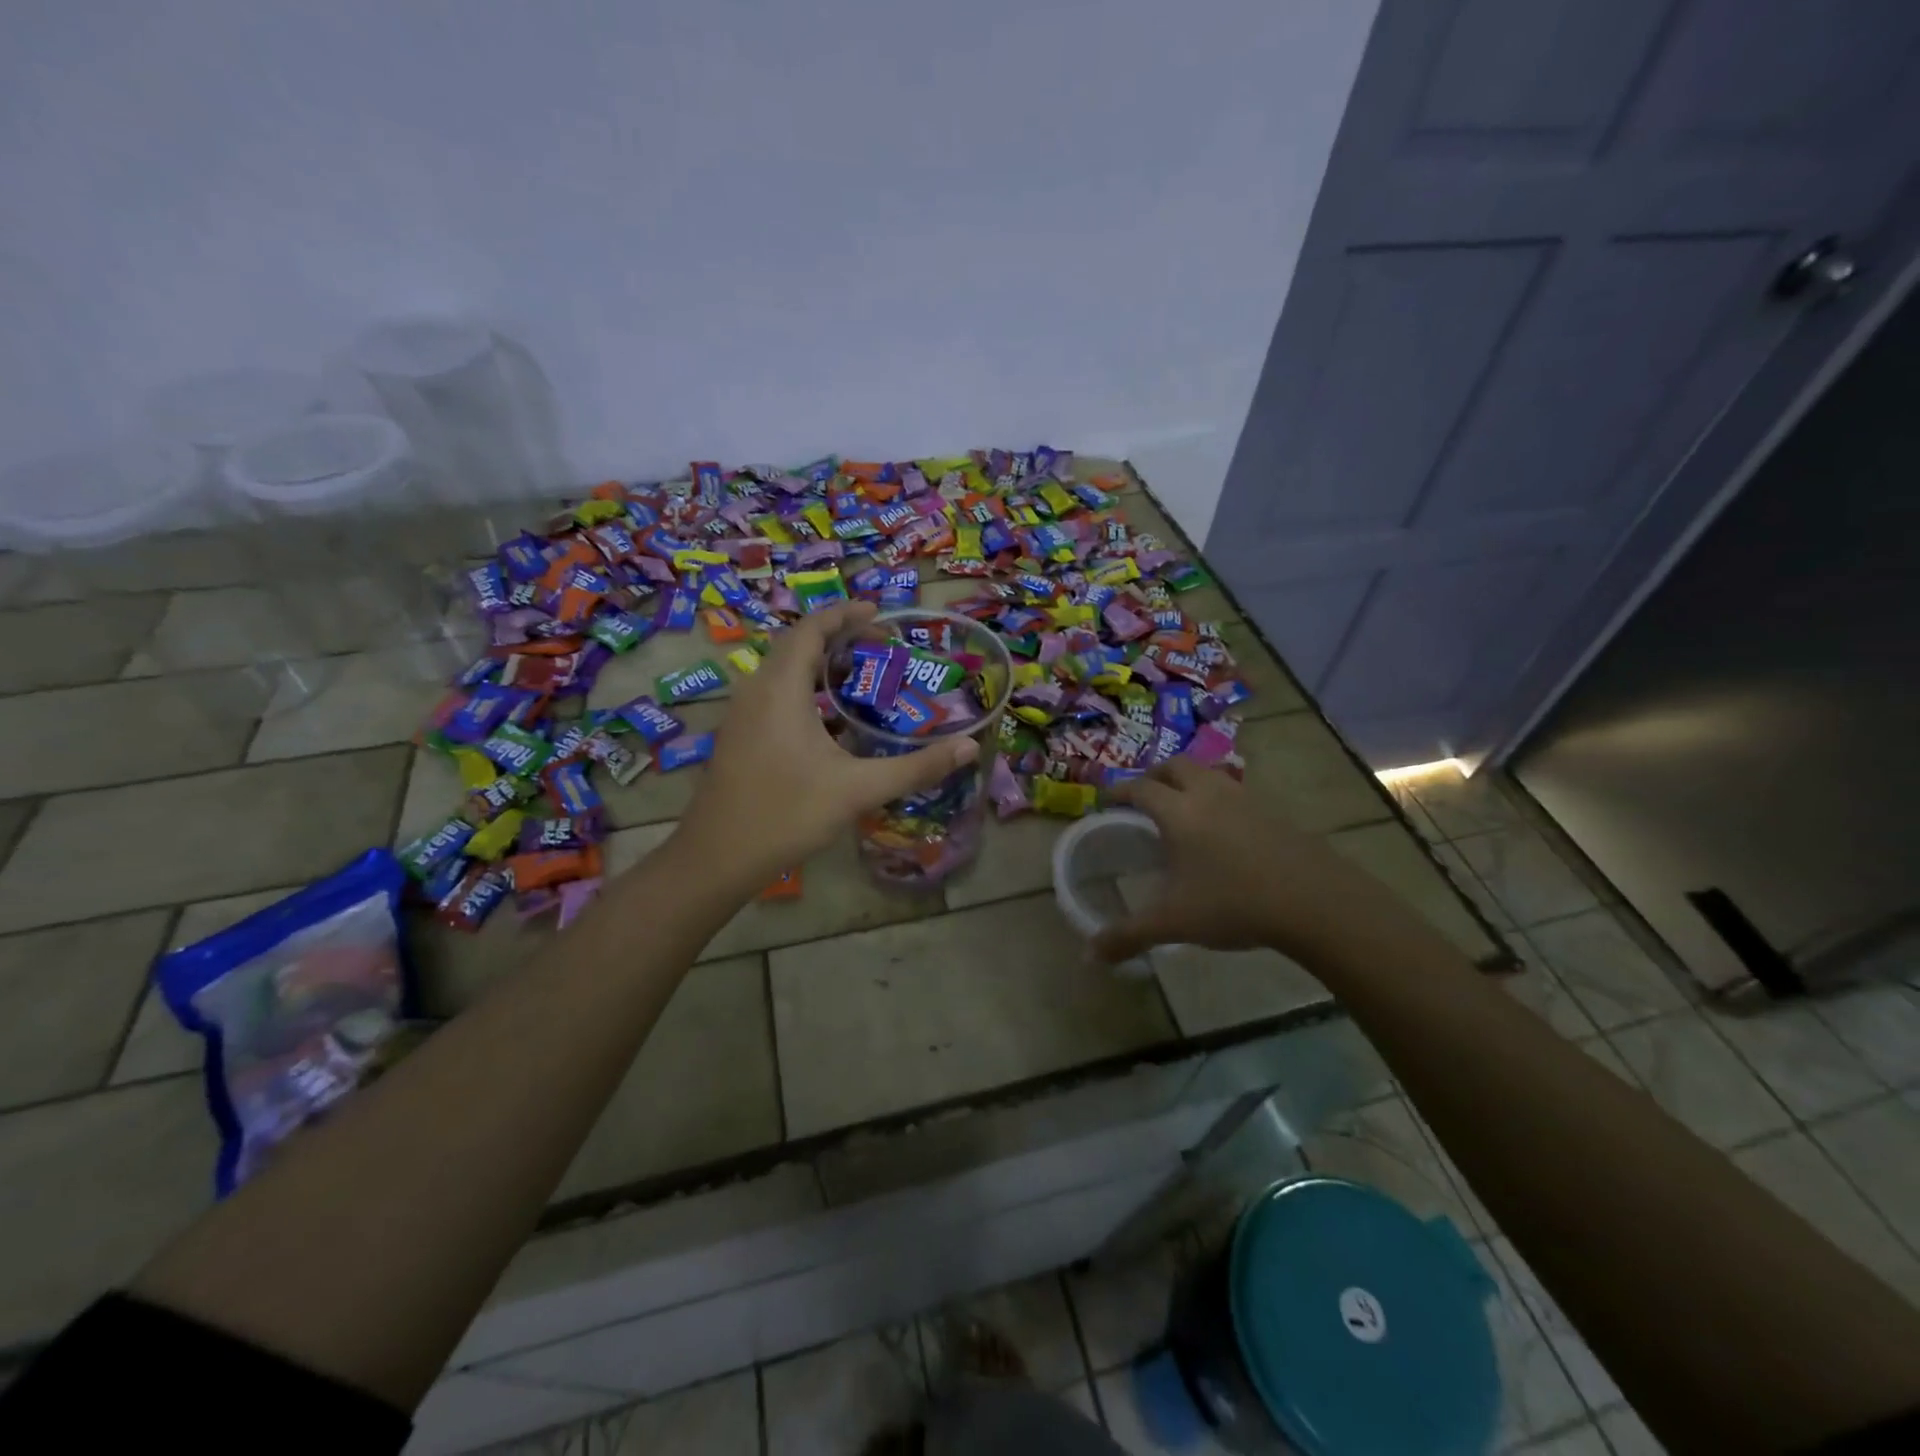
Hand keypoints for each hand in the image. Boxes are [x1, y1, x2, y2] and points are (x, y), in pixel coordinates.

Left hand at [677, 601, 977, 889]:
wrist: (717, 857)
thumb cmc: (787, 814)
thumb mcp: (858, 789)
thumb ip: (916, 767)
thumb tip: (970, 748)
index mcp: (781, 688)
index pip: (811, 629)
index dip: (845, 614)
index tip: (879, 612)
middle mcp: (756, 690)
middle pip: (796, 645)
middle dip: (837, 638)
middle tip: (880, 646)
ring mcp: (742, 714)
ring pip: (783, 671)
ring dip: (820, 666)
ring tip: (861, 677)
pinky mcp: (739, 737)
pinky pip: (775, 695)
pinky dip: (806, 691)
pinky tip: (831, 722)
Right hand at [1090, 758, 1410, 965]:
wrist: (1317, 901)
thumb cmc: (1234, 903)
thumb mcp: (1174, 922)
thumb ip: (1128, 936)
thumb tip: (1090, 956)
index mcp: (1179, 812)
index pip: (1140, 788)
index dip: (1118, 791)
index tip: (1106, 800)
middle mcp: (1209, 794)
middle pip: (1175, 766)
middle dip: (1154, 776)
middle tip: (1143, 797)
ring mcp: (1246, 799)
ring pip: (1209, 775)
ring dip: (1189, 782)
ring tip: (1182, 810)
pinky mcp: (1275, 812)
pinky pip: (1236, 792)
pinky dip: (1218, 800)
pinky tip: (1223, 832)